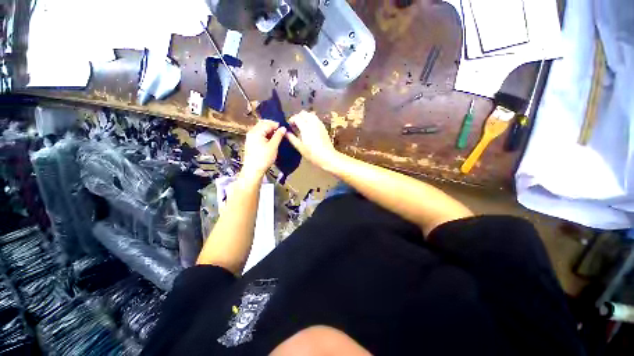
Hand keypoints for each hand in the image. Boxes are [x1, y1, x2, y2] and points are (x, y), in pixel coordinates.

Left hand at [241, 120, 285, 180]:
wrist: (253, 170)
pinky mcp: (250, 143)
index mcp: (256, 132)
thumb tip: (283, 128)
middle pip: (262, 124)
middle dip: (272, 126)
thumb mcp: (273, 146)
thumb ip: (278, 136)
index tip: (284, 128)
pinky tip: (270, 140)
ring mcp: (250, 138)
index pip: (267, 123)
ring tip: (277, 136)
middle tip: (281, 131)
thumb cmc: (264, 158)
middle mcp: (251, 132)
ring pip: (260, 129)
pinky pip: (259, 135)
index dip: (276, 125)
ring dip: (269, 131)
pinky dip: (265, 135)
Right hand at [286, 111, 339, 170]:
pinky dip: (311, 120)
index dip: (291, 120)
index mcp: (305, 127)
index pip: (296, 117)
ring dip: (305, 117)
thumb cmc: (312, 153)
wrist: (327, 156)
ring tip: (302, 126)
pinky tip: (309, 129)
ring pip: (310, 114)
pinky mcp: (323, 127)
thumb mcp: (300, 147)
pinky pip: (316, 119)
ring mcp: (319, 124)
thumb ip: (292, 138)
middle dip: (298, 117)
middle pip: (303, 113)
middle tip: (295, 126)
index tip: (289, 126)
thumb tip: (285, 132)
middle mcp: (313, 122)